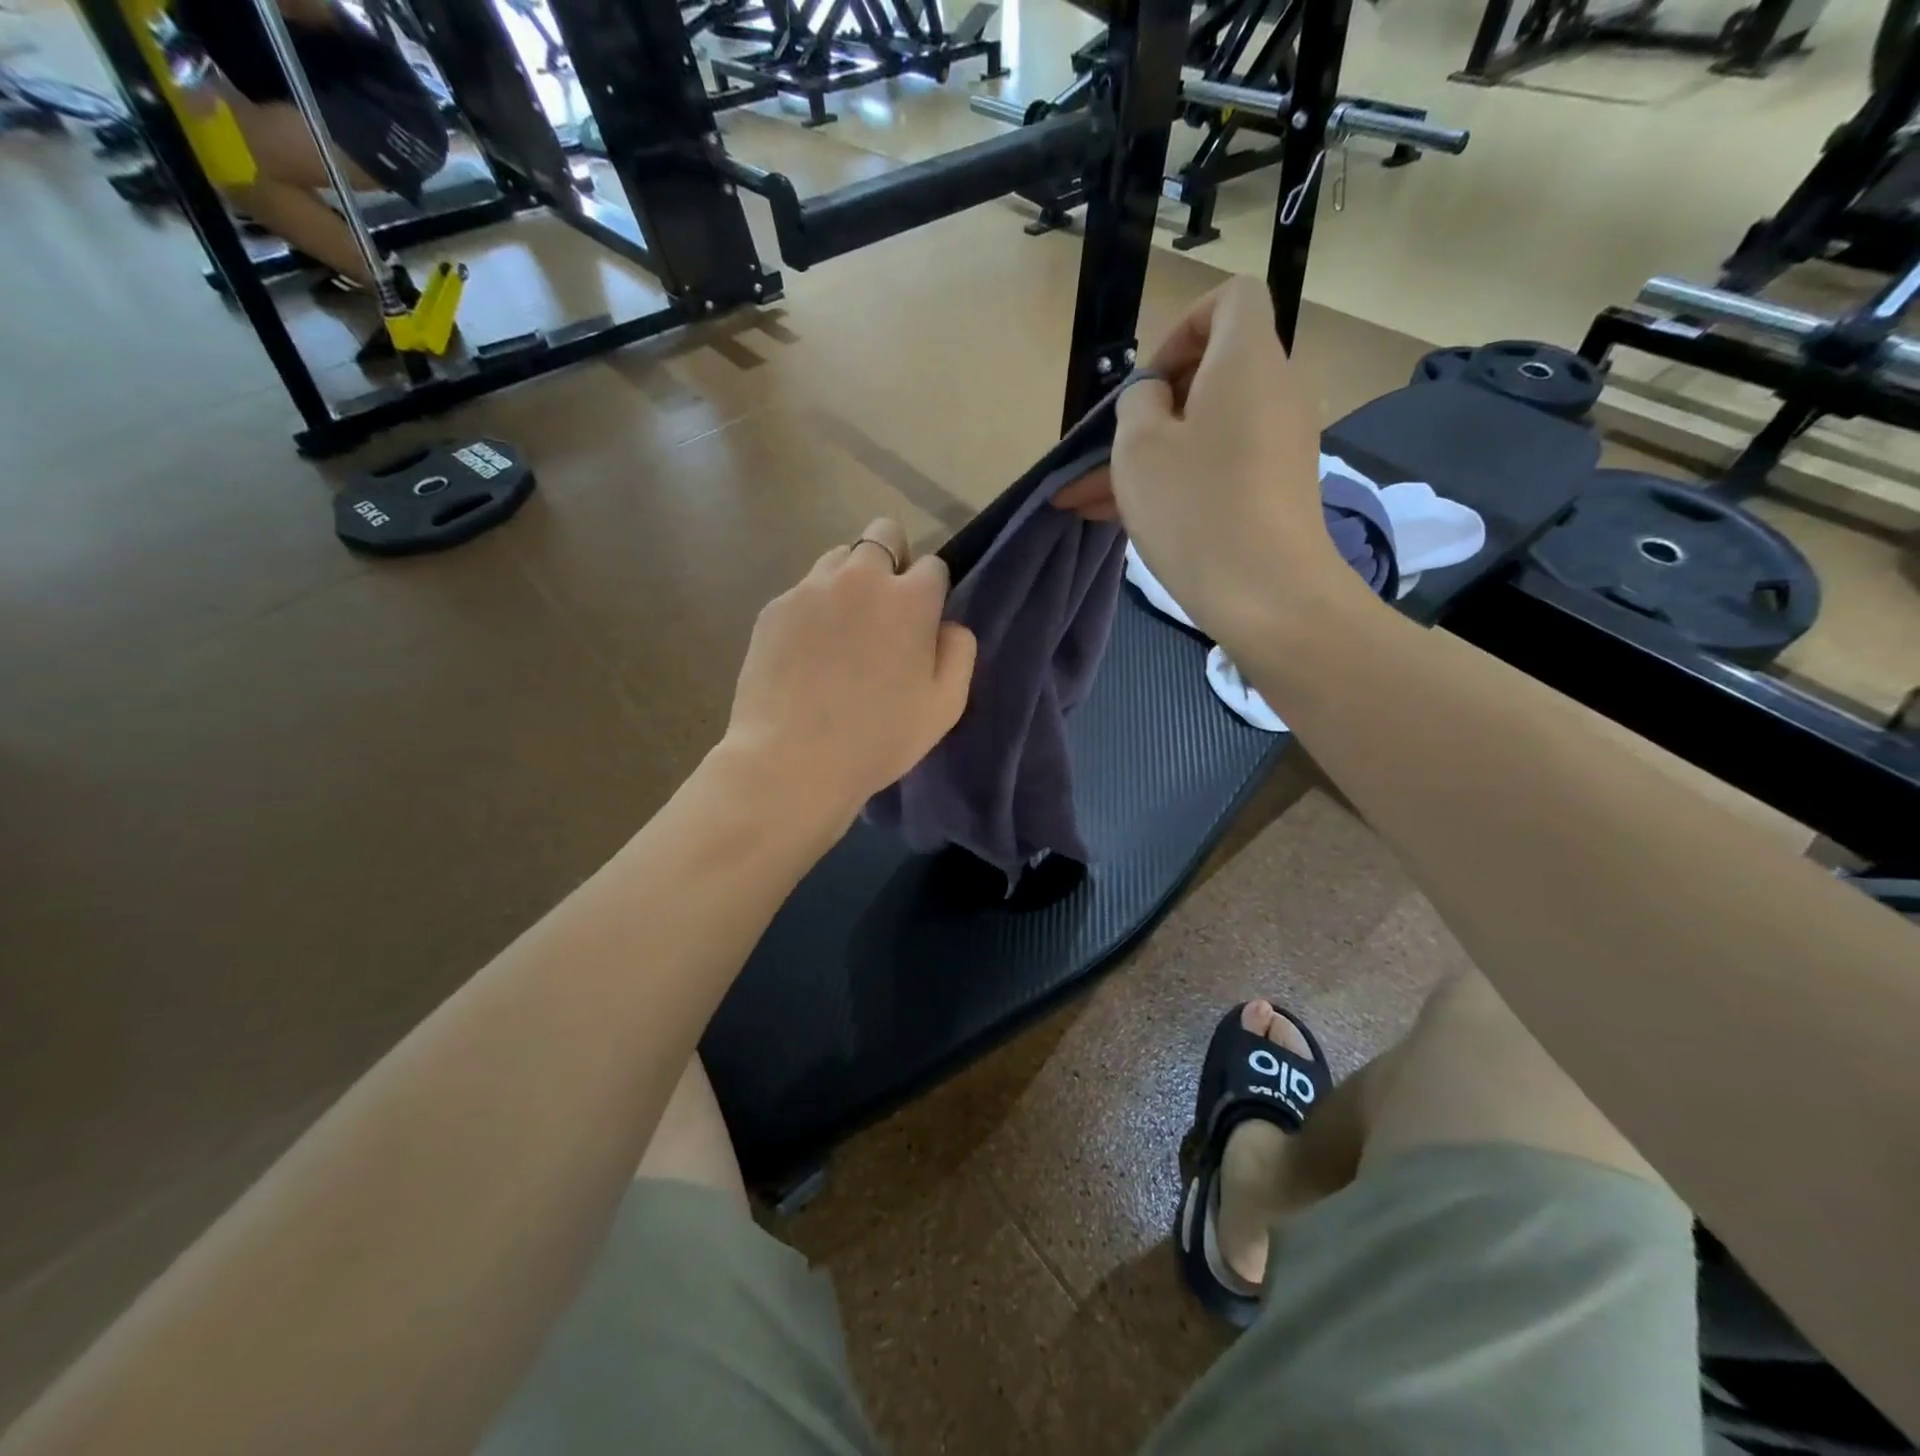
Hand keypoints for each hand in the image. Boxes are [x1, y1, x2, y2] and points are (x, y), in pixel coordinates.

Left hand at [723, 518, 977, 830]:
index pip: (933, 565)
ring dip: (850, 581)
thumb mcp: (945, 706)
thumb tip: (948, 625)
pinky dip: (813, 609)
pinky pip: (803, 590)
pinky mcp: (775, 607)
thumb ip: (959, 653)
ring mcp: (811, 588)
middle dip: (892, 559)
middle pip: (884, 534)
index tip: (921, 624)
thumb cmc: (879, 738)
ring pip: (839, 558)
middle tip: (885, 610)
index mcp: (910, 599)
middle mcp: (861, 578)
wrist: (793, 759)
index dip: (931, 592)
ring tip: (842, 630)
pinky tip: (807, 653)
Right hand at [1051, 278, 1359, 637]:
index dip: (1181, 326)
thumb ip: (1136, 403)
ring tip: (1082, 500)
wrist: (1268, 595)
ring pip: (1201, 433)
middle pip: (1208, 376)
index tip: (1147, 383)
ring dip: (1145, 460)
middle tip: (1100, 454)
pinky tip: (1117, 518)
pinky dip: (1174, 482)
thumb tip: (1152, 398)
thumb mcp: (1139, 448)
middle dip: (1145, 412)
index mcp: (1247, 361)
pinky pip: (1216, 467)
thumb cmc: (1196, 507)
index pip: (1230, 299)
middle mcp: (1273, 392)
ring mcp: (1277, 445)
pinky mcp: (1273, 489)